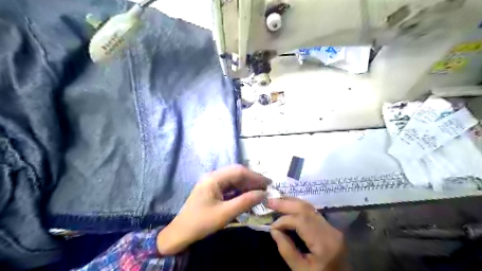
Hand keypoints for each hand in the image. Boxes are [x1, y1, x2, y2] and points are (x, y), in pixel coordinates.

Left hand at [157, 164, 268, 254]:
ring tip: (260, 192)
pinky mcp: (212, 190)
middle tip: (266, 188)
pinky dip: (239, 191)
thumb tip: (263, 194)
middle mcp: (213, 176)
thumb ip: (245, 202)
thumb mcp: (225, 213)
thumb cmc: (202, 222)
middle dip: (252, 180)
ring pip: (233, 180)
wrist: (181, 233)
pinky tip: (247, 196)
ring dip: (246, 185)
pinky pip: (229, 187)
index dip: (255, 176)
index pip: (238, 171)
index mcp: (213, 178)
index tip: (268, 183)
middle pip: (236, 173)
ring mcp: (212, 183)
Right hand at [267, 197, 346, 270]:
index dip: (284, 220)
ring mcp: (332, 228)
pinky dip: (298, 208)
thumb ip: (286, 249)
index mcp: (324, 243)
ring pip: (309, 208)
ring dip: (291, 202)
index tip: (272, 227)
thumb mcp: (300, 270)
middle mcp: (330, 230)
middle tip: (270, 201)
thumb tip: (274, 229)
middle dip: (286, 203)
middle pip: (306, 209)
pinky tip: (288, 206)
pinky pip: (312, 213)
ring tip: (276, 201)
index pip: (301, 221)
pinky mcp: (330, 227)